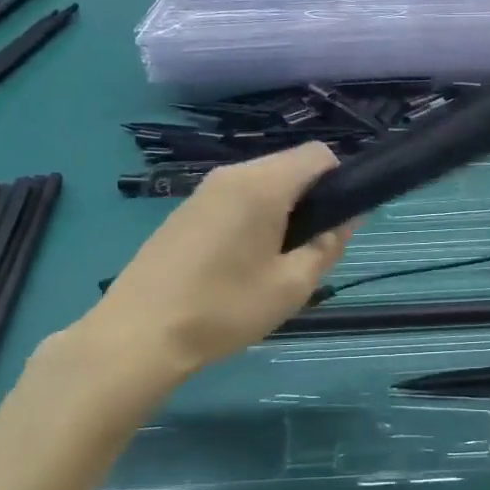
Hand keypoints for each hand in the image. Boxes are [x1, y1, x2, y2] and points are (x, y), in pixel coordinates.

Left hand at [86, 143, 353, 380]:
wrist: (139, 334)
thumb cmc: (224, 309)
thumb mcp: (292, 285)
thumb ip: (328, 244)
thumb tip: (350, 216)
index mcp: (263, 184)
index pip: (319, 154)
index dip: (339, 182)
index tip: (334, 225)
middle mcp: (232, 174)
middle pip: (289, 166)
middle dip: (309, 200)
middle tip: (306, 252)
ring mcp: (204, 190)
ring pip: (261, 184)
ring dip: (280, 211)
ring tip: (272, 263)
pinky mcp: (185, 210)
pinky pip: (234, 198)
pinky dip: (251, 218)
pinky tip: (237, 264)